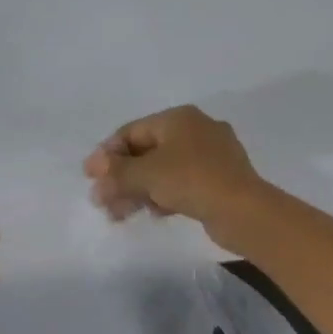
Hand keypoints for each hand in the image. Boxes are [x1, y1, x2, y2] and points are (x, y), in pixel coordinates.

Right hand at [83, 105, 266, 247]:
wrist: (243, 210)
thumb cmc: (191, 181)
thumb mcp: (147, 174)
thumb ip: (117, 171)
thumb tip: (95, 168)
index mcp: (178, 118)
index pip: (132, 131)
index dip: (107, 154)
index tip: (89, 177)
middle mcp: (196, 130)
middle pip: (147, 152)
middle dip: (121, 177)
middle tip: (102, 201)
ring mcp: (211, 155)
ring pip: (163, 170)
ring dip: (138, 190)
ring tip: (119, 215)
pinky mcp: (220, 179)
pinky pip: (181, 183)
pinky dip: (162, 195)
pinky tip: (152, 214)